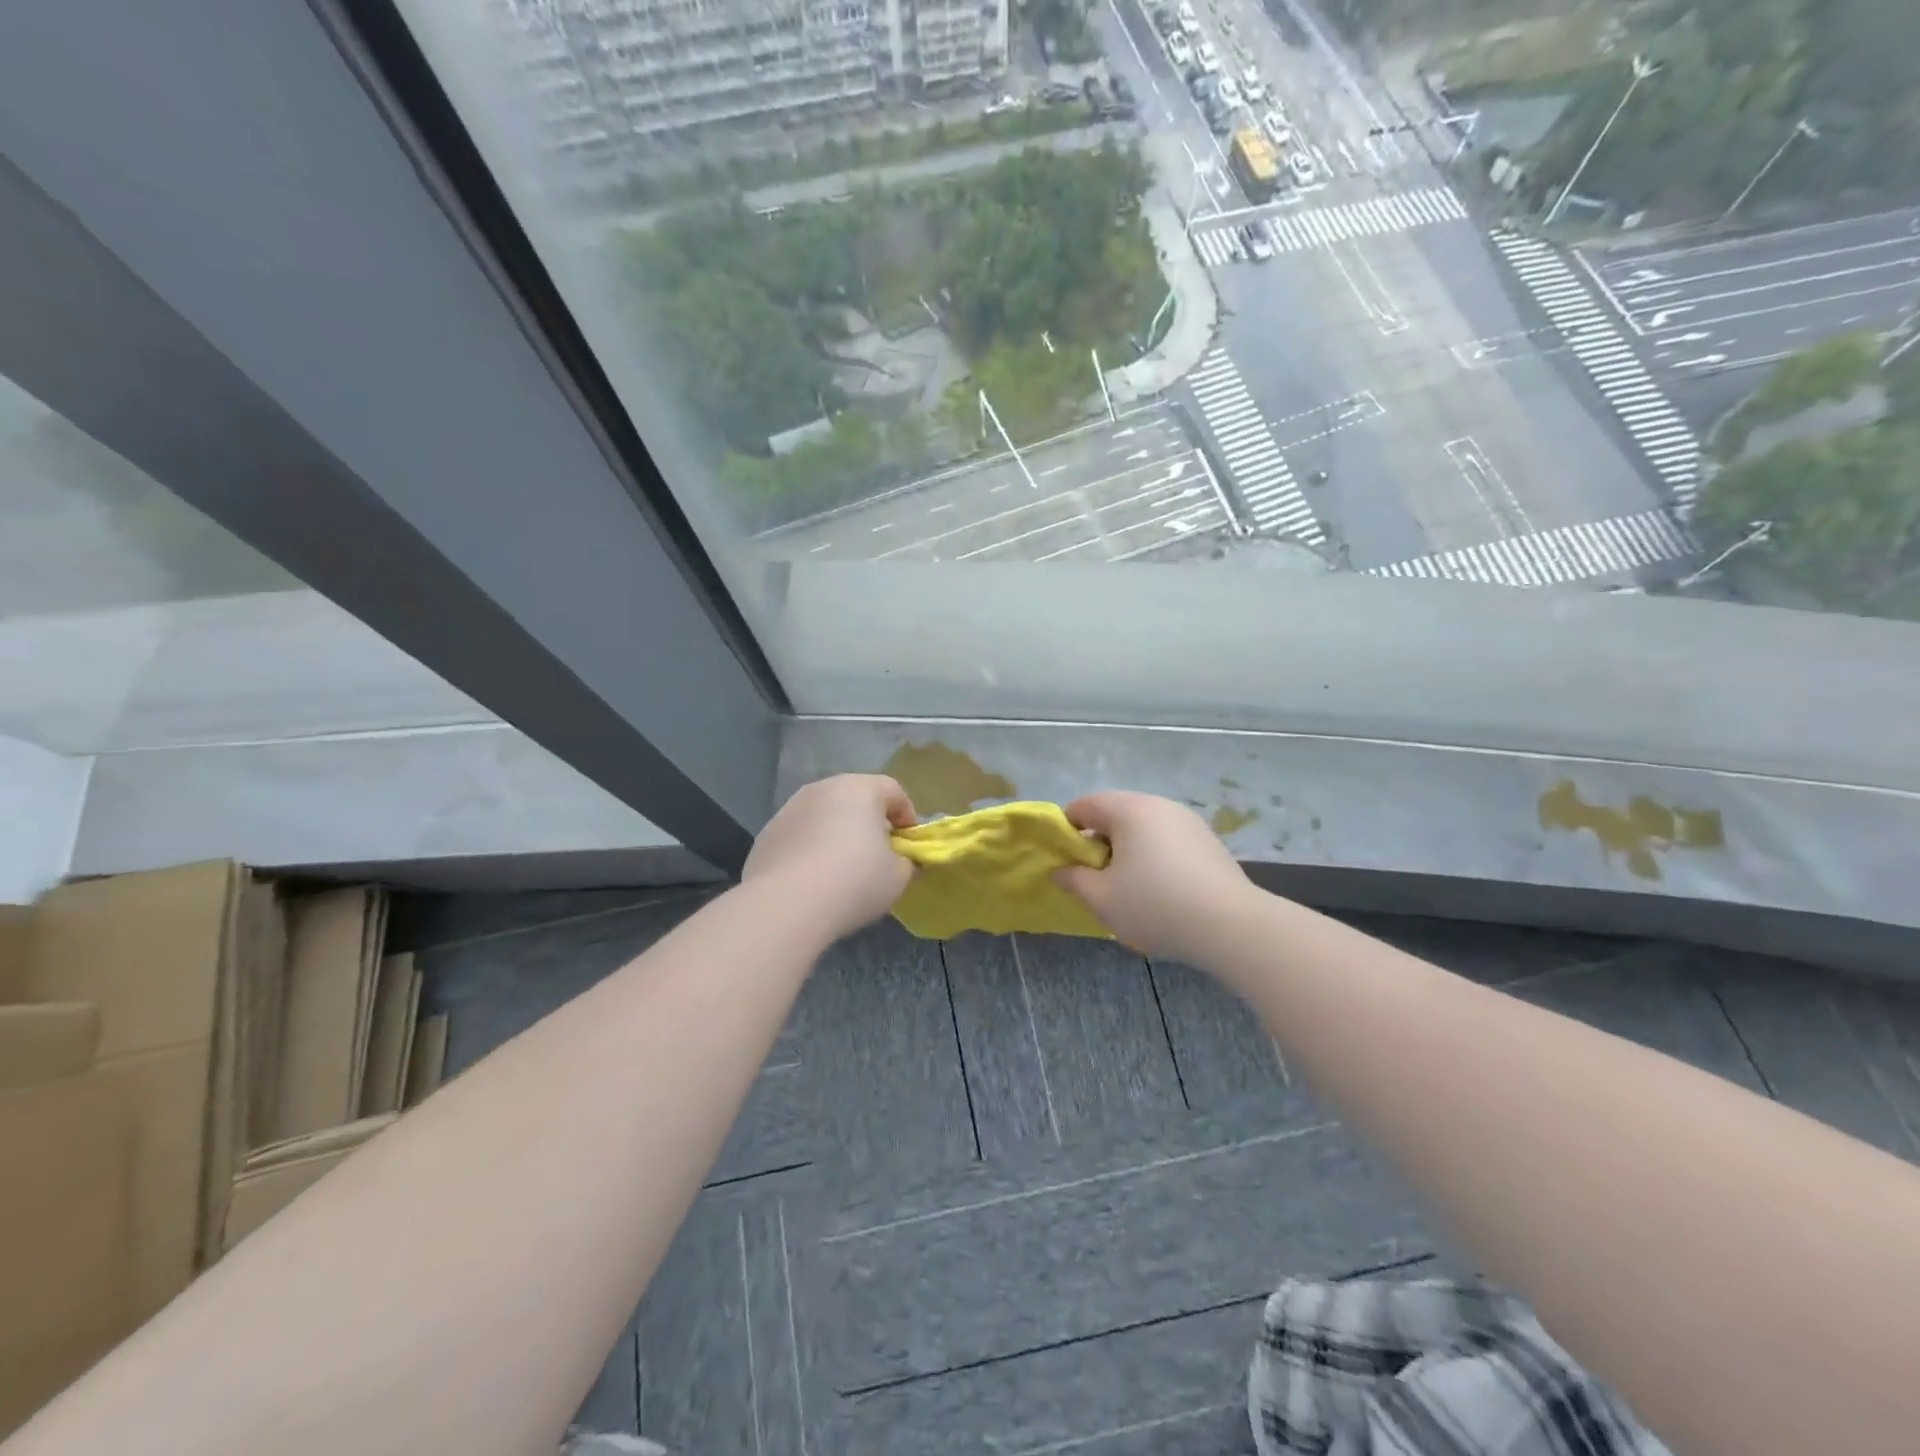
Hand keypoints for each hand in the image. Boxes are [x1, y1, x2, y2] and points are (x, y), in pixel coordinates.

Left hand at [743, 774, 917, 938]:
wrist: (786, 906)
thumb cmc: (854, 882)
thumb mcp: (898, 876)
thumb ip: (906, 860)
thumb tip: (899, 858)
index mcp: (860, 789)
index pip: (893, 791)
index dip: (907, 817)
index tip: (908, 845)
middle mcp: (823, 788)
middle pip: (856, 798)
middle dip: (870, 822)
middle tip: (878, 854)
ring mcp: (790, 809)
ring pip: (824, 815)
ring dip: (837, 833)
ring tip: (841, 869)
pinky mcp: (767, 834)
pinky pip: (800, 835)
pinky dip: (810, 848)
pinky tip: (812, 879)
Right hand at [1054, 791, 1250, 963]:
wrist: (1232, 926)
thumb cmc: (1156, 906)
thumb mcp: (1102, 899)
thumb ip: (1073, 880)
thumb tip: (1060, 870)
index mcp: (1129, 810)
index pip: (1084, 805)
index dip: (1066, 829)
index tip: (1064, 860)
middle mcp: (1159, 805)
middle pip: (1115, 813)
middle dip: (1098, 841)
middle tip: (1094, 877)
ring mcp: (1188, 821)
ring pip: (1143, 827)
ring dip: (1127, 849)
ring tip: (1127, 887)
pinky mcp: (1208, 841)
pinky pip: (1167, 840)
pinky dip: (1154, 856)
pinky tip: (1160, 890)